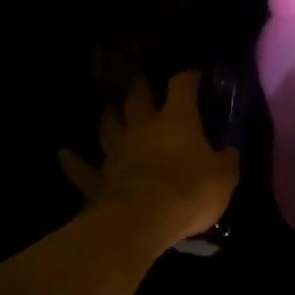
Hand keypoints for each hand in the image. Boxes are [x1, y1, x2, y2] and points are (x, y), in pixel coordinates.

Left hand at [61, 72, 238, 248]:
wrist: (142, 220)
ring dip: (109, 116)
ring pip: (109, 125)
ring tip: (109, 109)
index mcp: (177, 120)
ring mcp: (116, 151)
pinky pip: (82, 168)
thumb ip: (226, 161)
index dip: (188, 77)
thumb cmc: (189, 191)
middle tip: (143, 83)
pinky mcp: (98, 179)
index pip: (182, 86)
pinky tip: (64, 154)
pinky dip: (73, 161)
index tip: (194, 75)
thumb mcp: (224, 177)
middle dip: (141, 88)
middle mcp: (142, 127)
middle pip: (138, 98)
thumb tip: (230, 151)